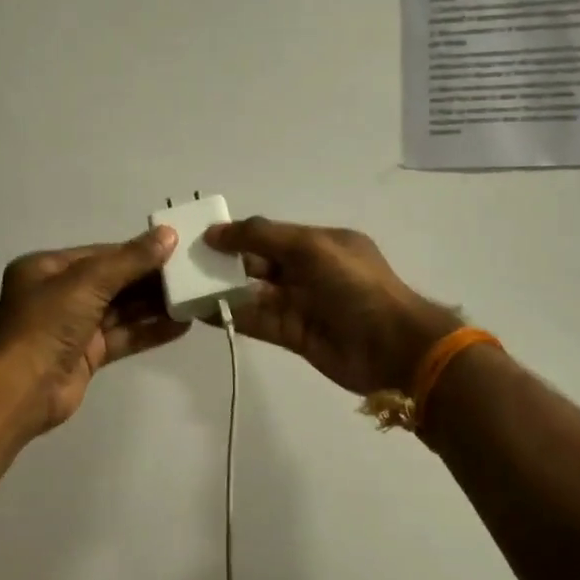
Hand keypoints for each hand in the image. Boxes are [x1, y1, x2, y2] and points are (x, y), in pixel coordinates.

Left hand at [0, 227, 188, 440]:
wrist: (21, 390)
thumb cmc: (47, 324)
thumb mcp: (88, 282)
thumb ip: (130, 260)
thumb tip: (168, 234)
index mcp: (48, 268)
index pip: (100, 254)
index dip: (137, 251)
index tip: (174, 249)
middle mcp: (59, 294)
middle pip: (113, 281)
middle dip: (149, 280)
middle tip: (190, 274)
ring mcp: (74, 326)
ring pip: (120, 310)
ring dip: (154, 306)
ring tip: (192, 299)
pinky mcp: (87, 355)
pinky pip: (123, 337)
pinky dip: (149, 331)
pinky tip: (181, 326)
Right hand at [206, 219, 460, 395]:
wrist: (394, 347)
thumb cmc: (355, 286)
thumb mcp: (311, 248)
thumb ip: (262, 237)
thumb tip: (217, 231)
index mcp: (319, 243)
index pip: (269, 235)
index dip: (237, 235)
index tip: (201, 238)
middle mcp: (308, 271)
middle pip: (259, 263)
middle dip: (226, 262)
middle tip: (186, 264)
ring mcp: (301, 304)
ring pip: (254, 293)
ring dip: (224, 290)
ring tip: (186, 288)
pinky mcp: (294, 335)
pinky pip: (257, 321)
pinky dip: (232, 316)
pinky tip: (203, 312)